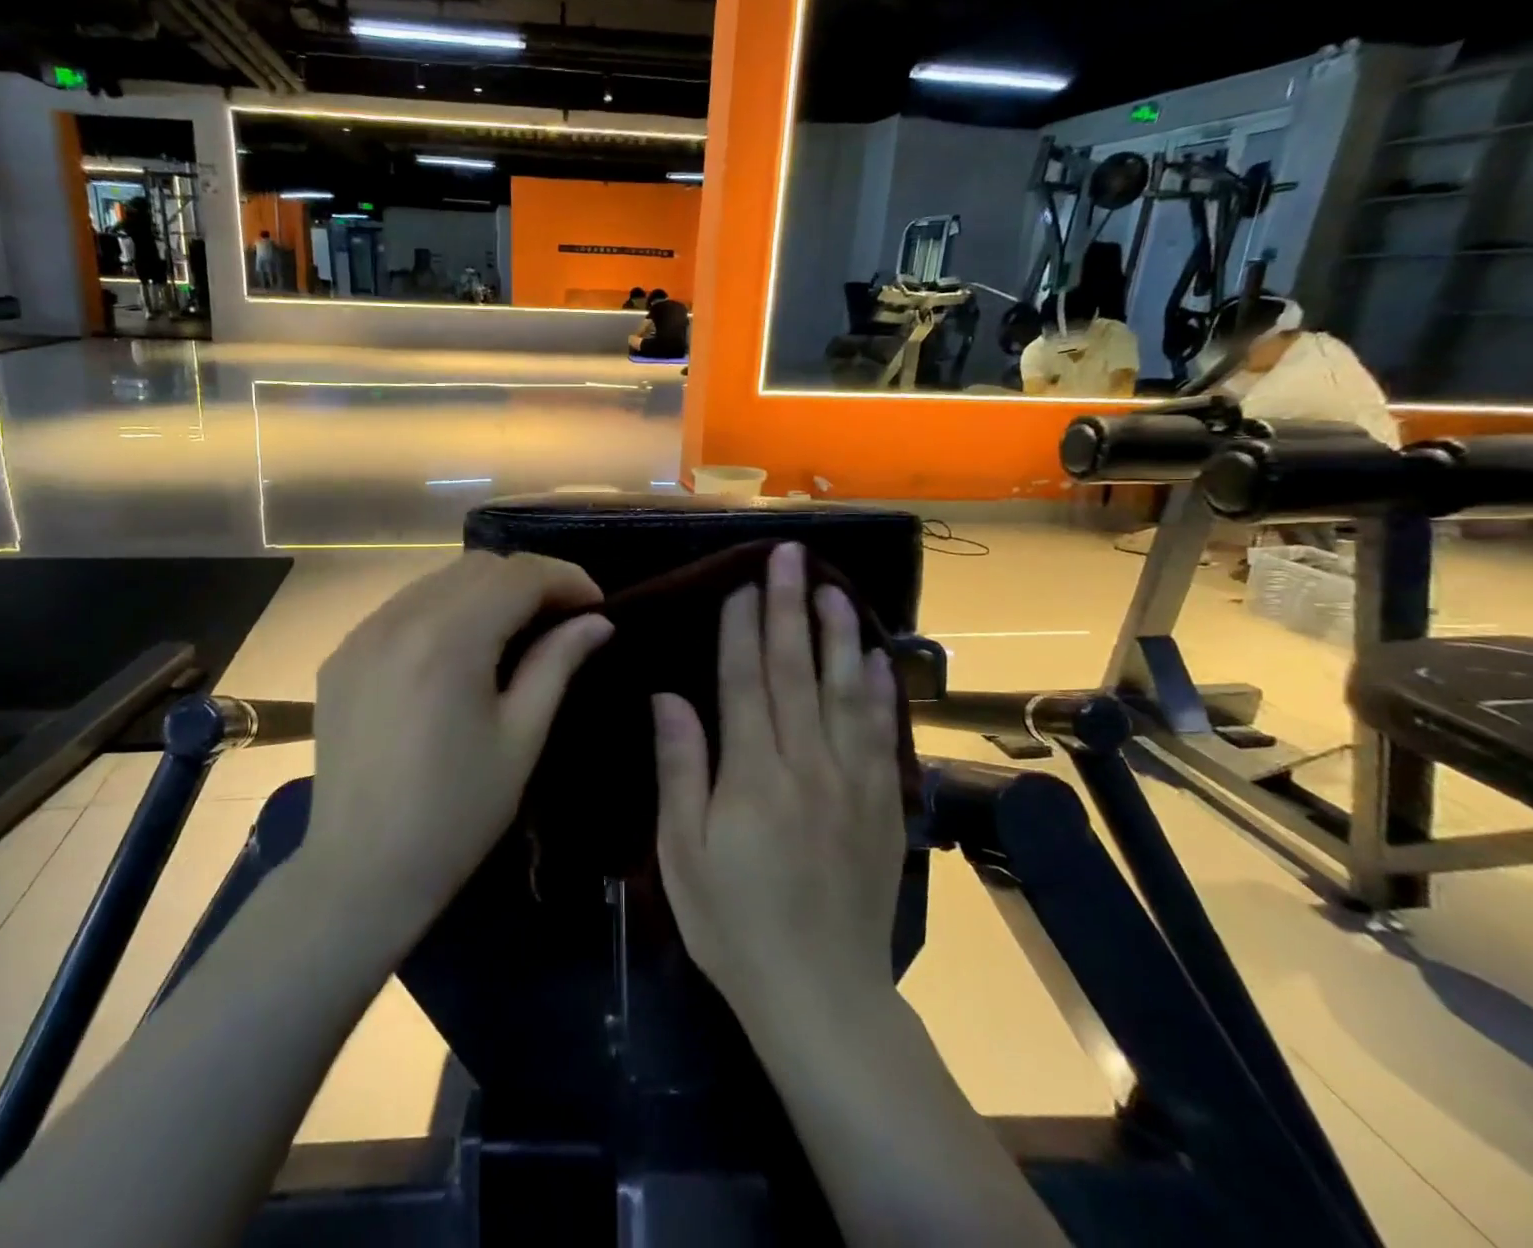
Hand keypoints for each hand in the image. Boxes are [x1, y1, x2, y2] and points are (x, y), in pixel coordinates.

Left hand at [302, 551, 612, 938]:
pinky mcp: (342, 655)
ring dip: (484, 592)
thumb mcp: (521, 738)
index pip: (519, 575)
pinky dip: (442, 611)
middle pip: (478, 567)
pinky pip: (402, 608)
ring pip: (437, 580)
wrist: (362, 871)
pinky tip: (458, 650)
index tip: (596, 605)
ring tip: (514, 630)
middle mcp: (398, 619)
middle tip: (561, 617)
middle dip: (528, 580)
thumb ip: (557, 663)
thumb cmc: (456, 813)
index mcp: (448, 639)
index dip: (566, 579)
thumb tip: (597, 622)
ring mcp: (362, 634)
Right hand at [653, 542, 904, 1024]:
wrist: (821, 994)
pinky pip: (882, 734)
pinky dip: (878, 691)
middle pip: (797, 672)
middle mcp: (807, 766)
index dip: (742, 630)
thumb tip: (669, 698)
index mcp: (753, 776)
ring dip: (837, 634)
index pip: (746, 683)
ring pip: (845, 692)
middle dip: (789, 608)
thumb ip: (681, 770)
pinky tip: (875, 657)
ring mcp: (852, 783)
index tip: (740, 584)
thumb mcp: (684, 854)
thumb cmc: (734, 923)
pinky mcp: (882, 805)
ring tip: (832, 588)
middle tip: (789, 558)